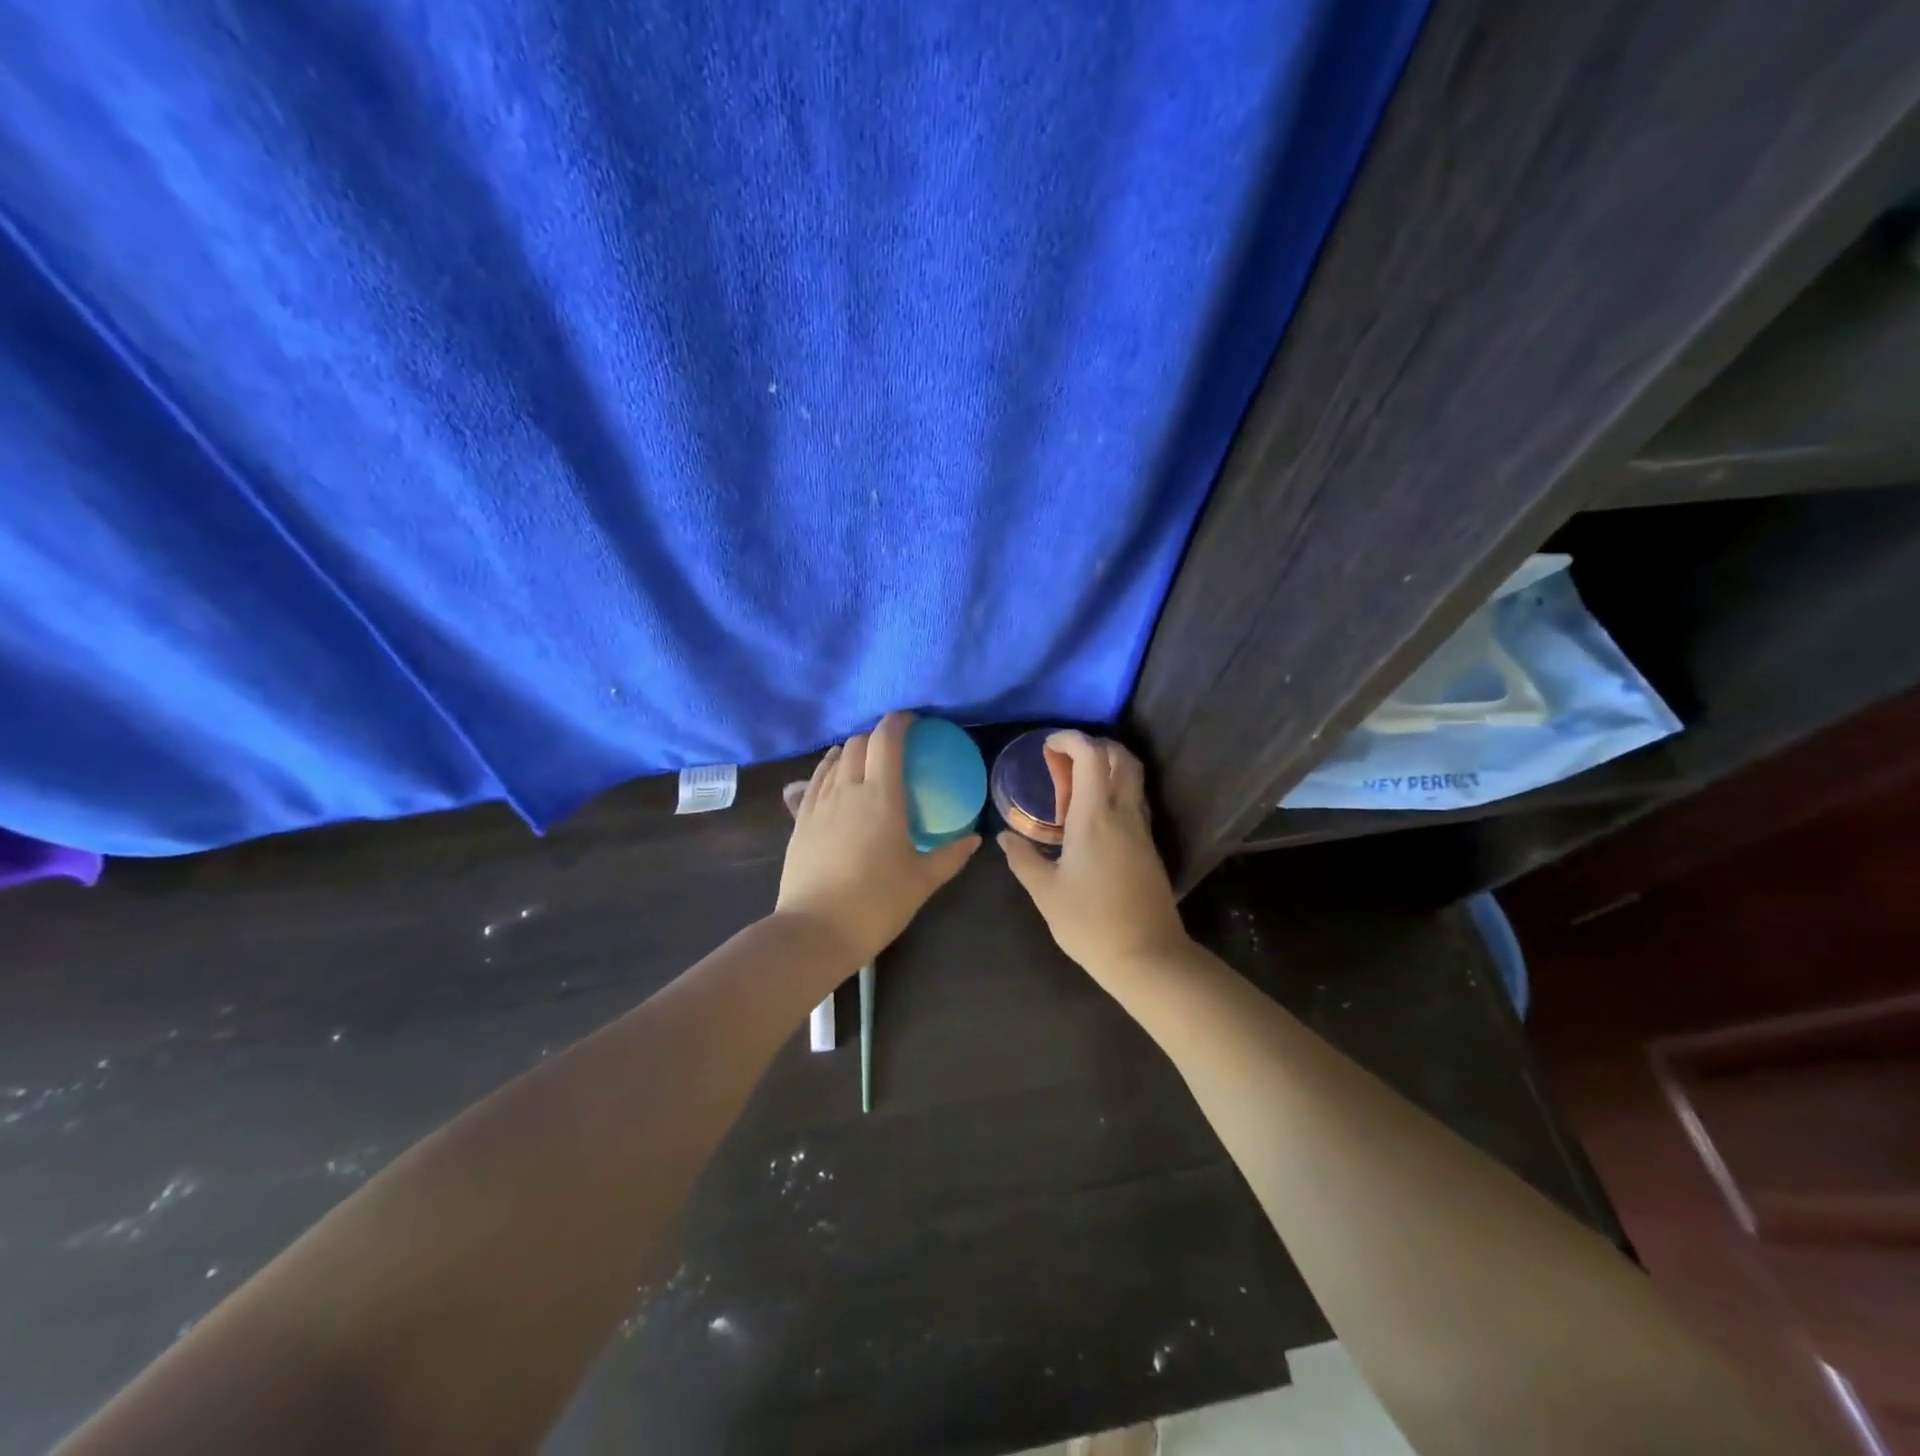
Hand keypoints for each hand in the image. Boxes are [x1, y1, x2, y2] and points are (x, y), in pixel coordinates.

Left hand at [776, 711, 980, 965]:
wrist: (815, 930)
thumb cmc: (877, 903)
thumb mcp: (922, 880)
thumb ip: (951, 855)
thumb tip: (975, 838)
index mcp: (881, 796)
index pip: (887, 739)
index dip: (899, 722)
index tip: (913, 721)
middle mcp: (848, 789)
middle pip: (859, 743)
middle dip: (877, 735)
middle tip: (895, 748)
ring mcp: (819, 803)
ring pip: (835, 759)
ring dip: (853, 751)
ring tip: (866, 761)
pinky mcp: (800, 820)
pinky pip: (815, 780)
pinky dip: (829, 769)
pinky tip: (835, 778)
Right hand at [998, 731, 1190, 976]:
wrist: (1147, 957)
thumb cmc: (1090, 923)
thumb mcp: (1045, 892)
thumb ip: (1023, 859)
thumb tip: (1005, 838)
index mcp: (1096, 817)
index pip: (1092, 756)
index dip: (1071, 740)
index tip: (1048, 746)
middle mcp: (1124, 814)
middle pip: (1121, 758)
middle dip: (1093, 747)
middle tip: (1063, 761)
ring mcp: (1141, 830)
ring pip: (1132, 779)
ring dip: (1106, 769)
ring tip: (1072, 790)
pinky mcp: (1149, 847)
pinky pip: (1133, 802)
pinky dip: (1113, 793)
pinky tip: (1090, 818)